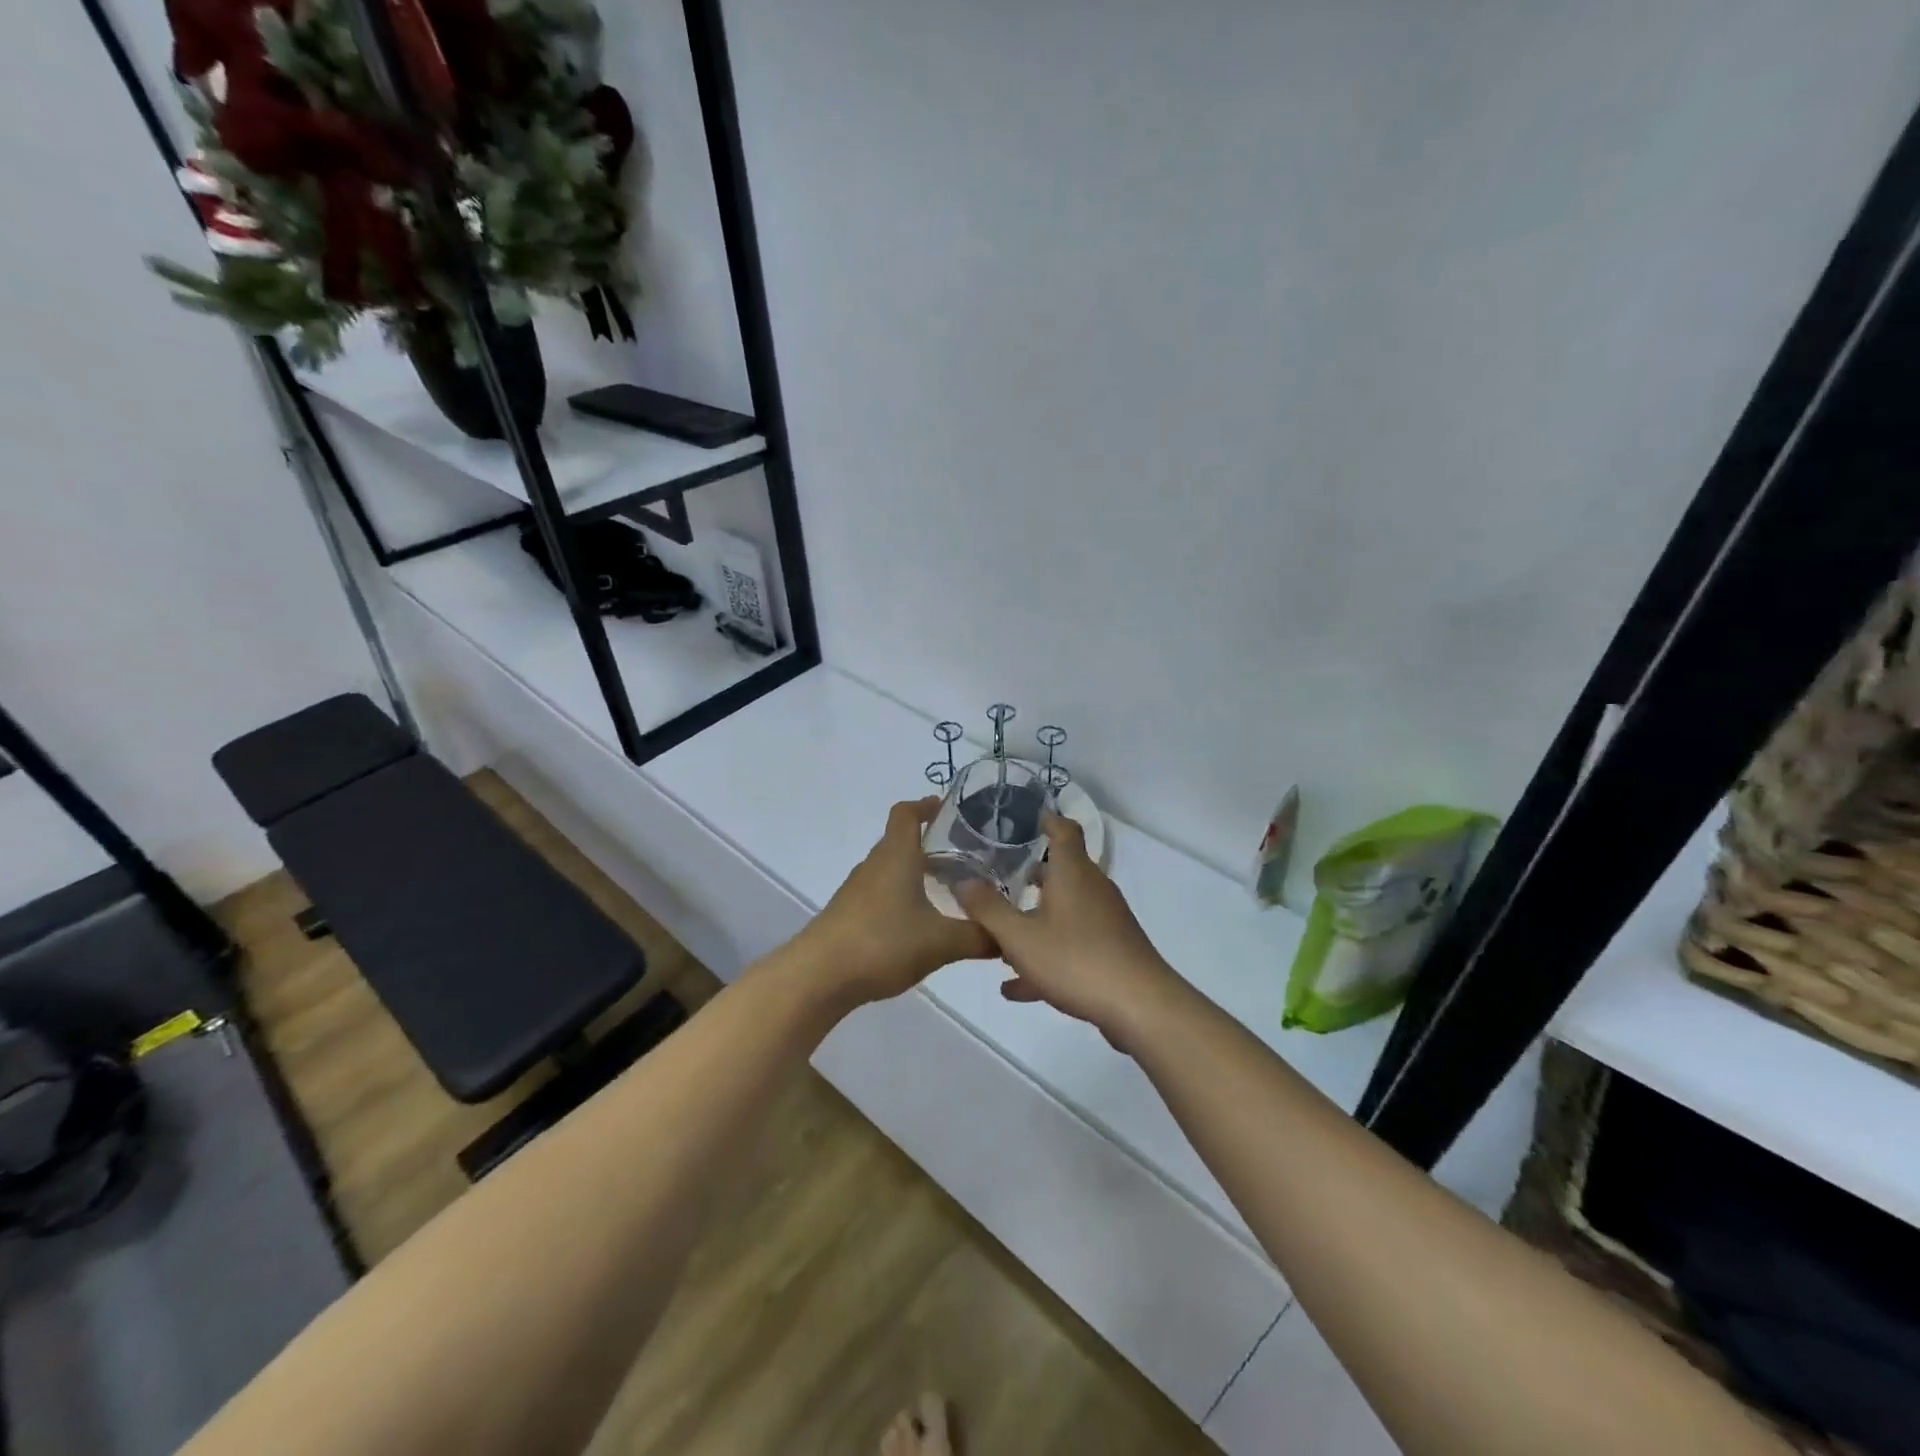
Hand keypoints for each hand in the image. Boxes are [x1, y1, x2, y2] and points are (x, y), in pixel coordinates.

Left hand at [795, 798, 996, 1005]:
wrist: (819, 976)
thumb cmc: (883, 943)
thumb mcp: (941, 943)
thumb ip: (979, 937)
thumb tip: (1008, 938)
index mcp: (896, 856)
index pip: (906, 814)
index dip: (926, 805)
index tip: (948, 809)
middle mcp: (874, 865)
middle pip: (900, 840)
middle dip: (930, 843)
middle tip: (964, 855)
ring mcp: (857, 890)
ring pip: (890, 868)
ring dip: (915, 871)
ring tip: (946, 889)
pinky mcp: (848, 914)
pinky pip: (880, 893)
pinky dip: (901, 896)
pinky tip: (918, 922)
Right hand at [955, 813, 1181, 1049]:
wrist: (1140, 1007)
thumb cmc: (1076, 960)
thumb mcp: (1020, 937)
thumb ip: (987, 909)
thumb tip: (962, 881)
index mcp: (1072, 873)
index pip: (1063, 830)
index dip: (1046, 819)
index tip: (1023, 818)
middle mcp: (1092, 889)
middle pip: (1061, 871)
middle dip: (1029, 875)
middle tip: (995, 878)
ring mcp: (1105, 921)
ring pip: (1063, 910)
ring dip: (1033, 919)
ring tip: (998, 936)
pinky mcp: (1111, 951)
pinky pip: (1071, 944)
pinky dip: (1046, 954)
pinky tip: (1016, 986)